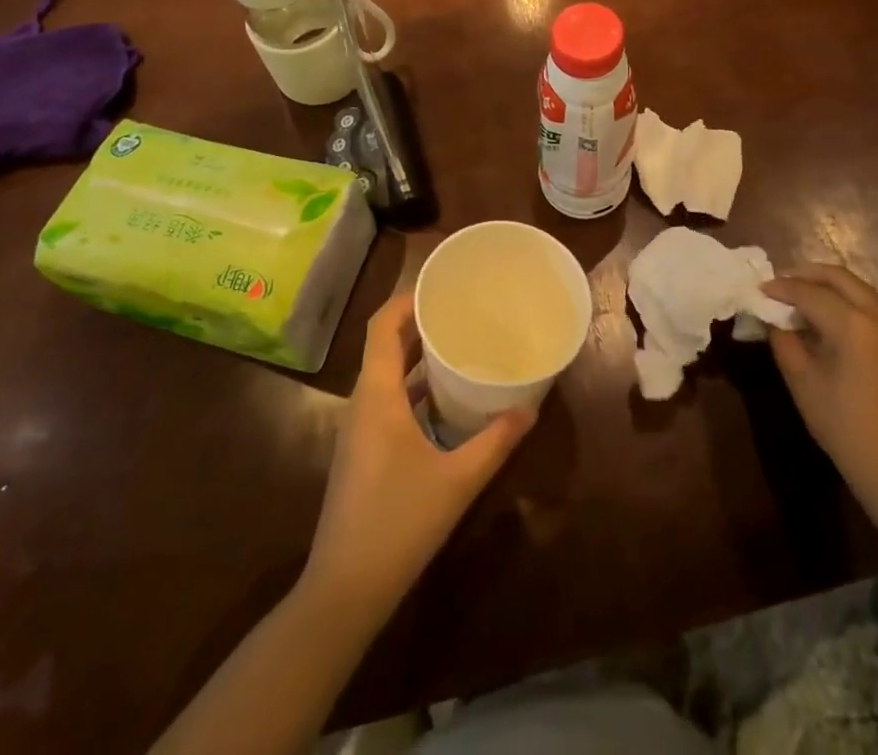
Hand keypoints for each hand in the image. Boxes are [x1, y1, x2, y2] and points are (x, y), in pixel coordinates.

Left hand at [302, 292, 535, 619]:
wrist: (345, 590)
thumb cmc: (399, 523)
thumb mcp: (458, 480)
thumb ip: (496, 441)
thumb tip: (532, 408)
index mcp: (377, 394)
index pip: (382, 325)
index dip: (407, 299)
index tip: (443, 286)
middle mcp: (363, 402)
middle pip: (385, 344)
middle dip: (419, 321)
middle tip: (461, 308)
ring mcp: (359, 428)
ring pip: (385, 372)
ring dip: (416, 354)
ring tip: (458, 342)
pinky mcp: (363, 450)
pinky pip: (387, 398)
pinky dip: (413, 385)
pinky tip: (445, 398)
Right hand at [762, 264, 877, 506]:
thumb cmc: (844, 427)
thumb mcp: (803, 382)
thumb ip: (784, 341)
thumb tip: (773, 318)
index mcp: (854, 325)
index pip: (811, 293)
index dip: (782, 288)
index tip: (759, 288)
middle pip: (841, 278)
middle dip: (808, 274)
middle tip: (782, 282)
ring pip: (861, 289)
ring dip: (830, 285)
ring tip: (803, 295)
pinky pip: (873, 307)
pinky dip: (849, 301)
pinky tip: (831, 318)